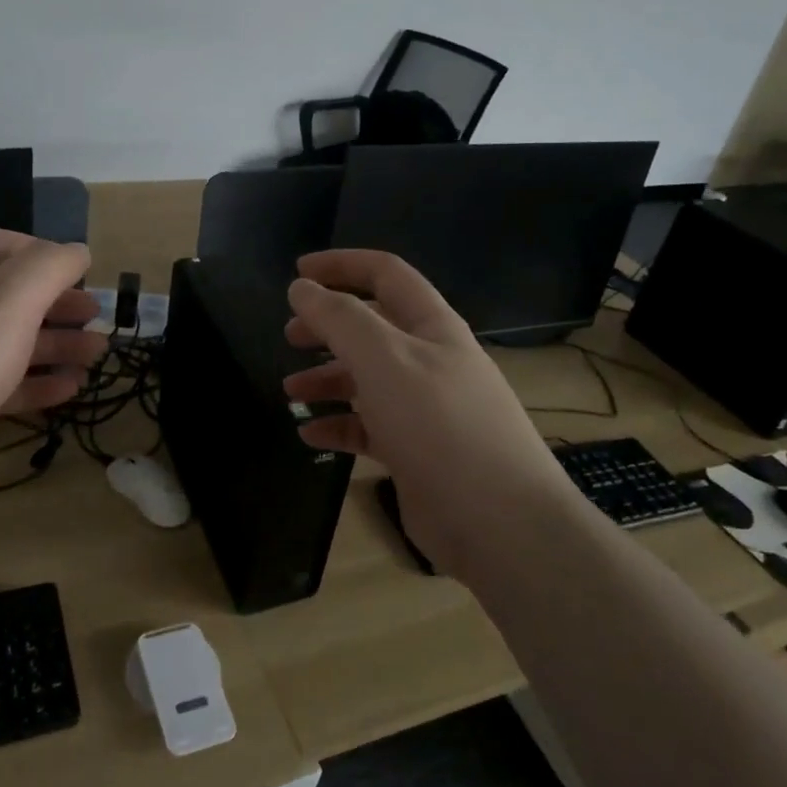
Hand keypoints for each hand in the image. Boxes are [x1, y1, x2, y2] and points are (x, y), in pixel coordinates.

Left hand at [0, 229, 106, 520]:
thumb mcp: (9, 299)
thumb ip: (49, 267)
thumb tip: (78, 250)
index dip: (40, 251)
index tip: (80, 270)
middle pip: (10, 297)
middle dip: (57, 303)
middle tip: (97, 315)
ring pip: (9, 344)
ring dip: (56, 345)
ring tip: (97, 354)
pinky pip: (1, 389)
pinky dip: (37, 386)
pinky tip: (70, 391)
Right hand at [283, 250, 562, 571]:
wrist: (497, 521)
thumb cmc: (439, 425)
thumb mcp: (384, 359)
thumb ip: (339, 319)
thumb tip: (302, 288)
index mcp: (431, 326)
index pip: (385, 274)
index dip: (342, 265)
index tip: (297, 274)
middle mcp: (429, 360)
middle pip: (371, 327)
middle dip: (327, 326)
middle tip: (289, 336)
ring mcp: (423, 408)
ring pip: (366, 379)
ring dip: (326, 379)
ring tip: (290, 391)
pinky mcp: (415, 450)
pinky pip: (368, 427)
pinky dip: (338, 425)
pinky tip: (311, 435)